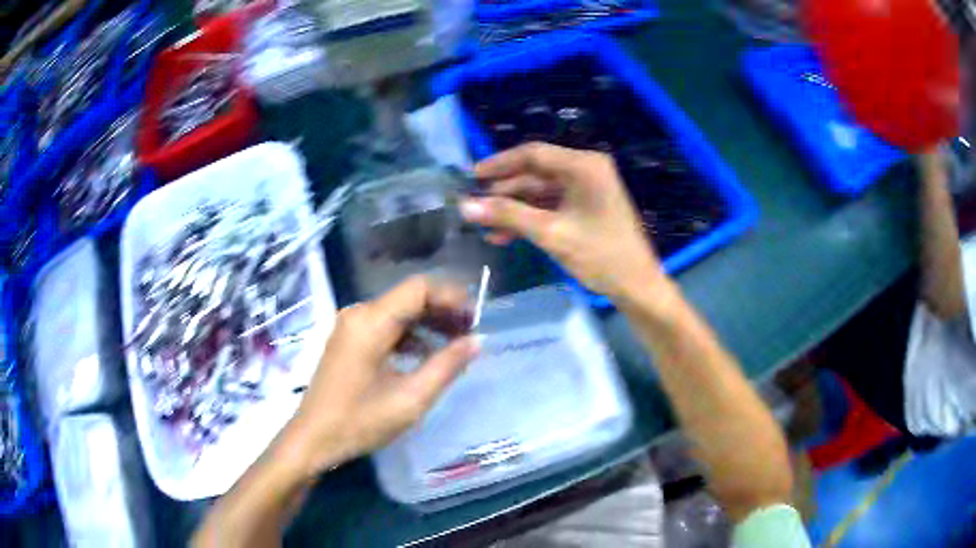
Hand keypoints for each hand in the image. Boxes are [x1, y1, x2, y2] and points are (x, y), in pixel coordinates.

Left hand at [282, 277, 479, 477]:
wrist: (313, 438)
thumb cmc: (360, 422)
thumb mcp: (411, 399)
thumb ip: (446, 366)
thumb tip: (477, 341)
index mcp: (371, 322)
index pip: (419, 288)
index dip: (451, 297)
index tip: (475, 319)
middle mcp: (359, 313)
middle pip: (409, 297)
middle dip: (443, 310)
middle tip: (471, 332)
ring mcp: (351, 325)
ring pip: (399, 311)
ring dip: (428, 322)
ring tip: (455, 343)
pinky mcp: (349, 339)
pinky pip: (386, 325)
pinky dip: (410, 334)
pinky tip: (427, 354)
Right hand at [461, 143, 663, 300]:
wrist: (637, 286)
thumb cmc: (600, 256)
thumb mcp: (551, 233)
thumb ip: (508, 215)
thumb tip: (465, 206)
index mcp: (583, 166)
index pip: (533, 154)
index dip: (500, 164)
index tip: (472, 176)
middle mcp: (586, 170)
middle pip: (536, 173)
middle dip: (505, 192)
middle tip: (475, 206)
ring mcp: (587, 189)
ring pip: (541, 192)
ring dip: (515, 209)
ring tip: (485, 226)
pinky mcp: (587, 207)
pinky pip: (552, 206)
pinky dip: (531, 218)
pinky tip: (506, 235)